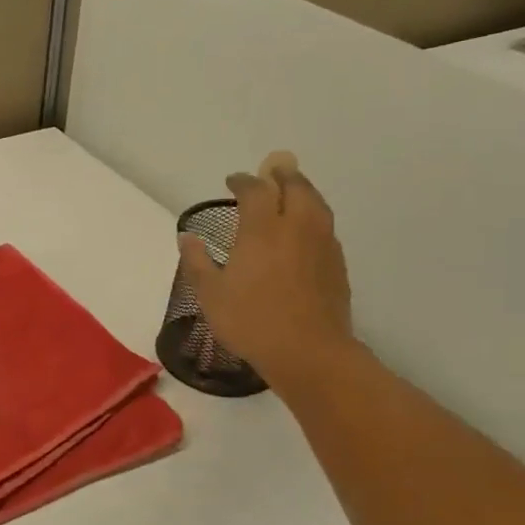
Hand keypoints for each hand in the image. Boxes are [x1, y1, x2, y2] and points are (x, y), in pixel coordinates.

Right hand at [176, 150, 355, 394]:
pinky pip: (325, 226)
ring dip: (302, 191)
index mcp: (262, 229)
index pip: (255, 190)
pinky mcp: (337, 262)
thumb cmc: (251, 322)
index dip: (243, 181)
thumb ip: (197, 262)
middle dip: (281, 176)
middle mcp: (296, 226)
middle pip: (295, 186)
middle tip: (269, 173)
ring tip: (291, 193)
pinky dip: (313, 217)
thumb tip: (187, 237)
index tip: (233, 181)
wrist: (308, 351)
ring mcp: (322, 243)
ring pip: (315, 203)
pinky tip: (304, 231)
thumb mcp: (210, 295)